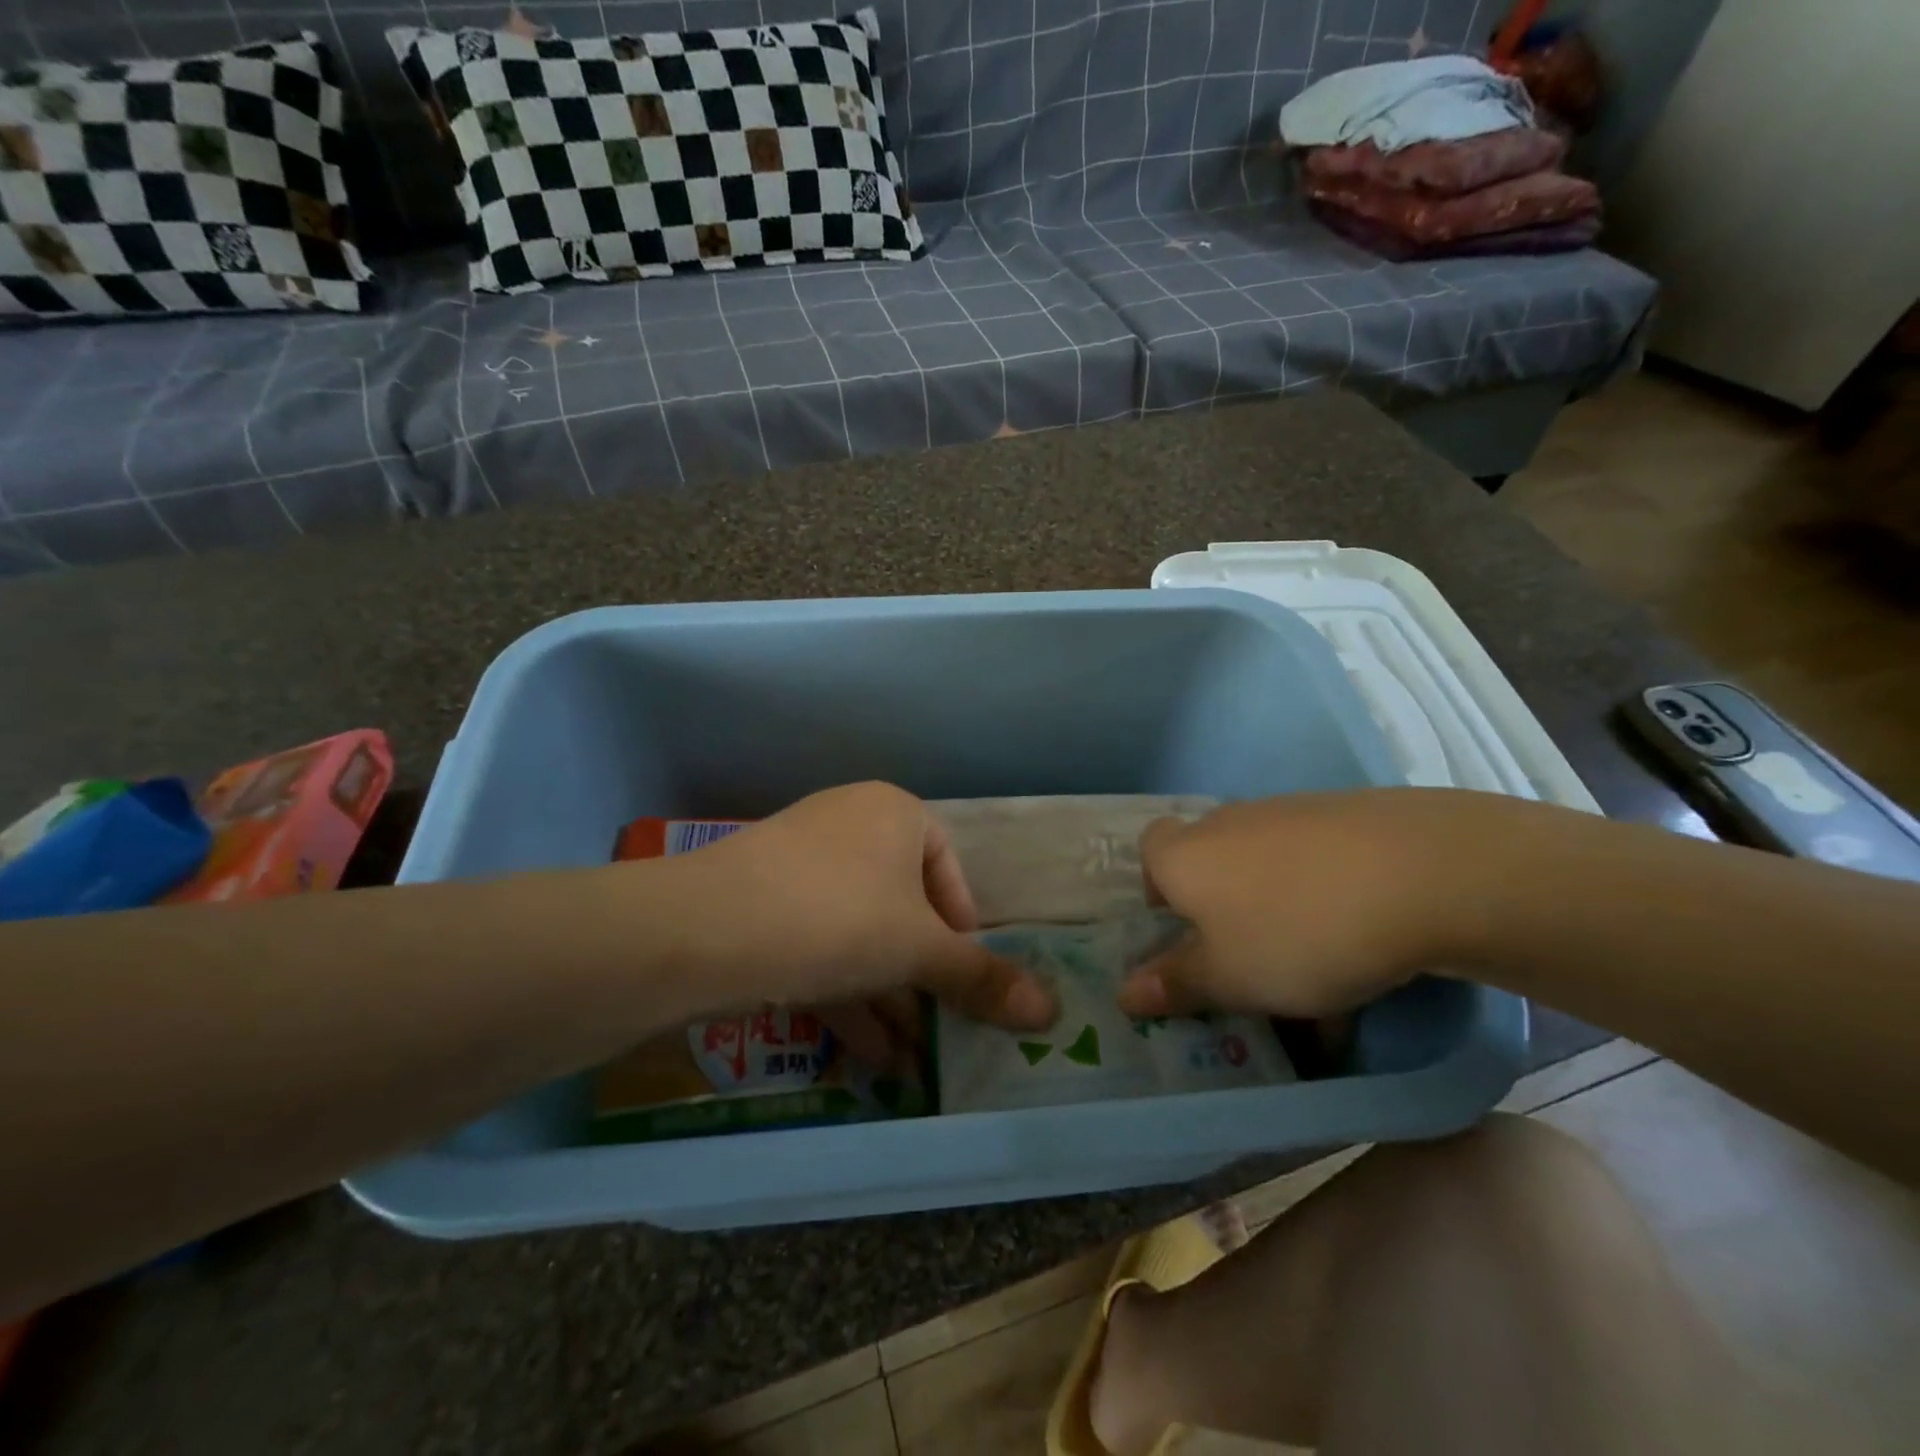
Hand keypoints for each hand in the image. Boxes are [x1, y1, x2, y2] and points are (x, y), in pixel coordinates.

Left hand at [660, 782, 1056, 1060]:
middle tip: (940, 1025)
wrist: (703, 930)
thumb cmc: (838, 917)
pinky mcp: (762, 902)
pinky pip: (819, 944)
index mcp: (894, 813)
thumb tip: (1051, 1011)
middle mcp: (849, 825)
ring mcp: (800, 863)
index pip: (949, 868)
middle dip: (923, 974)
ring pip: (859, 931)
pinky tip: (865, 1053)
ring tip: (910, 1056)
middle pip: (903, 905)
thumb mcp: (919, 951)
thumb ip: (982, 979)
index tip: (965, 976)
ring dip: (887, 994)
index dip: (964, 927)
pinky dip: (845, 993)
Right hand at [1117, 789, 1508, 1019]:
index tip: (1186, 931)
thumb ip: (1176, 984)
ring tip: (1320, 965)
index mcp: (1185, 854)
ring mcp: (1289, 810)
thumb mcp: (1230, 978)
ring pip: (1268, 863)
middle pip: (1210, 858)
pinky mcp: (1347, 812)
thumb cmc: (1298, 932)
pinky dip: (1327, 894)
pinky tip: (1365, 938)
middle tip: (1251, 956)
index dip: (1160, 889)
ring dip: (1278, 906)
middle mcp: (1228, 822)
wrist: (1423, 872)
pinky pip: (1318, 860)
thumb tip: (1125, 992)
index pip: (1149, 852)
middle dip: (1223, 905)